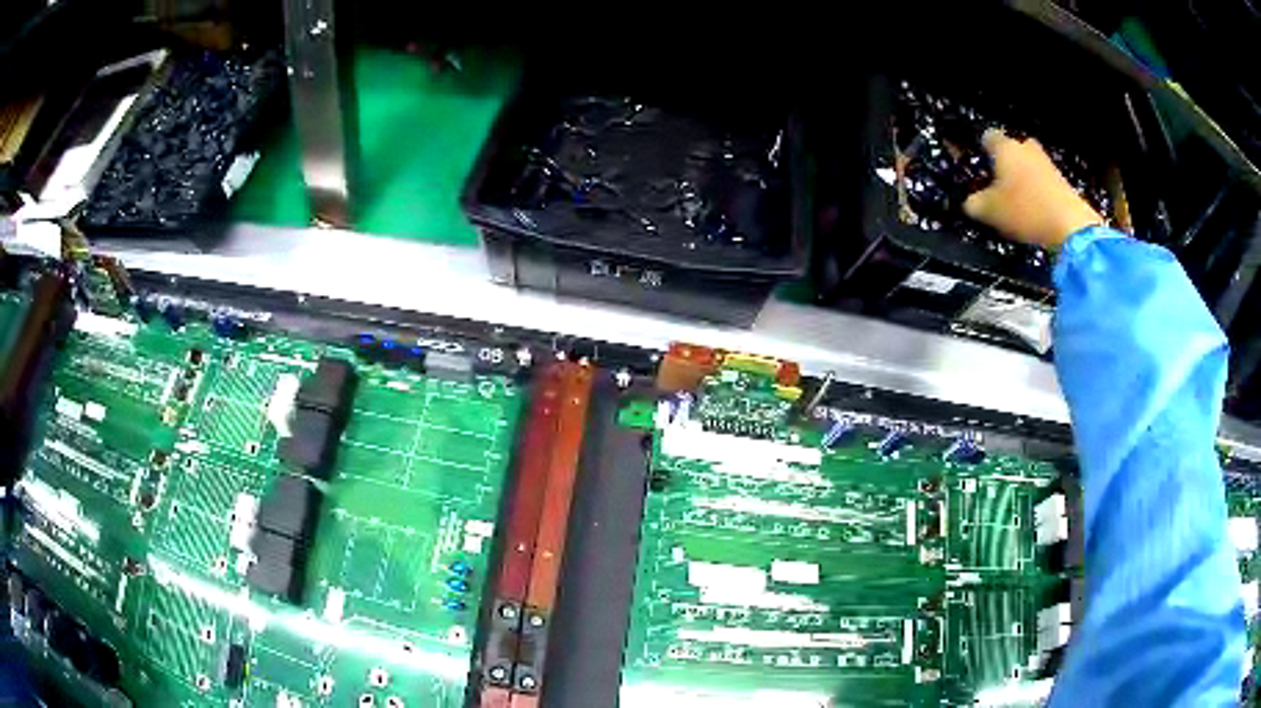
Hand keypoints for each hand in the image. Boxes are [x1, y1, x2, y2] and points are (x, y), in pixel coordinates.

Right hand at [963, 129, 1102, 251]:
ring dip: (1023, 177)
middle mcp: (1025, 147)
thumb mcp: (990, 211)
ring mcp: (1046, 163)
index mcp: (1004, 147)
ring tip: (1017, 200)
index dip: (981, 149)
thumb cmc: (1026, 210)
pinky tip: (1035, 209)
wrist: (1070, 226)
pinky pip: (1043, 180)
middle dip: (1005, 162)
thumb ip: (974, 204)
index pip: (987, 137)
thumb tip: (970, 202)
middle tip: (999, 183)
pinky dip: (1038, 190)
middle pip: (1012, 149)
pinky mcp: (1062, 181)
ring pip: (1029, 164)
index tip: (979, 165)